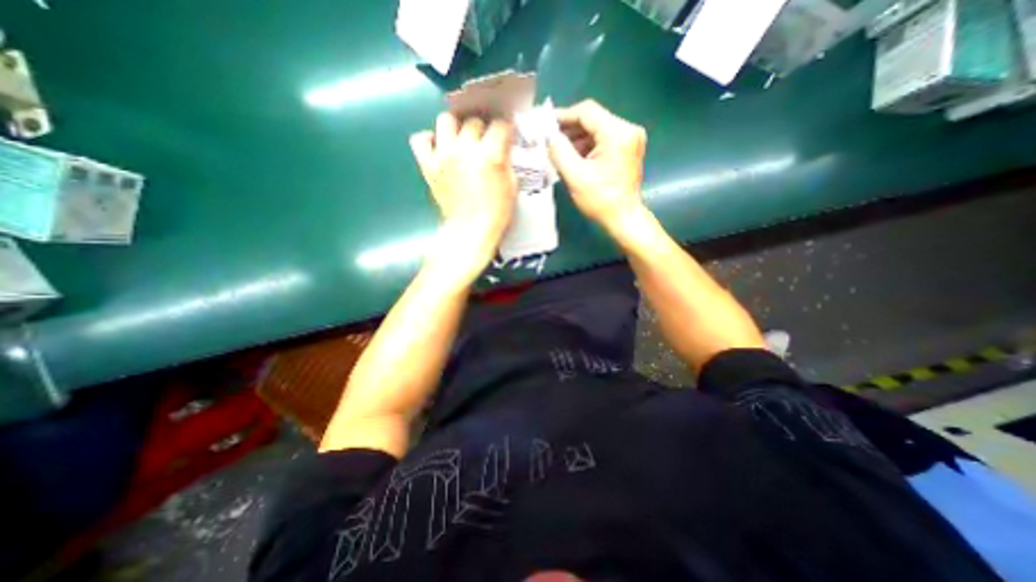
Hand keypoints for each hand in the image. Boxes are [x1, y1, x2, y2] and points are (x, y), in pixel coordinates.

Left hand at [412, 115, 517, 275]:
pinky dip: (429, 139)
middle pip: (474, 121)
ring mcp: (444, 155)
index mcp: (490, 155)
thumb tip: (502, 148)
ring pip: (446, 120)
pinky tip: (439, 147)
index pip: (500, 125)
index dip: (505, 129)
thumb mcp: (511, 186)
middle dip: (483, 128)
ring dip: (457, 126)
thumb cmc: (495, 213)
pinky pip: (420, 139)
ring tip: (462, 139)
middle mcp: (465, 149)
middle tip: (485, 142)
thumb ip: (506, 162)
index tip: (506, 135)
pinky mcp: (428, 165)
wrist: (470, 232)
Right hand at [546, 100, 644, 230]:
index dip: (563, 116)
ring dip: (577, 138)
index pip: (586, 112)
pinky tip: (572, 156)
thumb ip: (559, 151)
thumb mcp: (575, 176)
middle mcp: (628, 129)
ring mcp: (630, 138)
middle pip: (592, 119)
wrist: (624, 219)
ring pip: (597, 129)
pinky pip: (603, 139)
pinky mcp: (628, 148)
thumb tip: (548, 135)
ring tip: (557, 150)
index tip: (544, 125)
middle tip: (548, 139)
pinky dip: (587, 145)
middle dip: (569, 129)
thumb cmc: (600, 200)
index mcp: (617, 133)